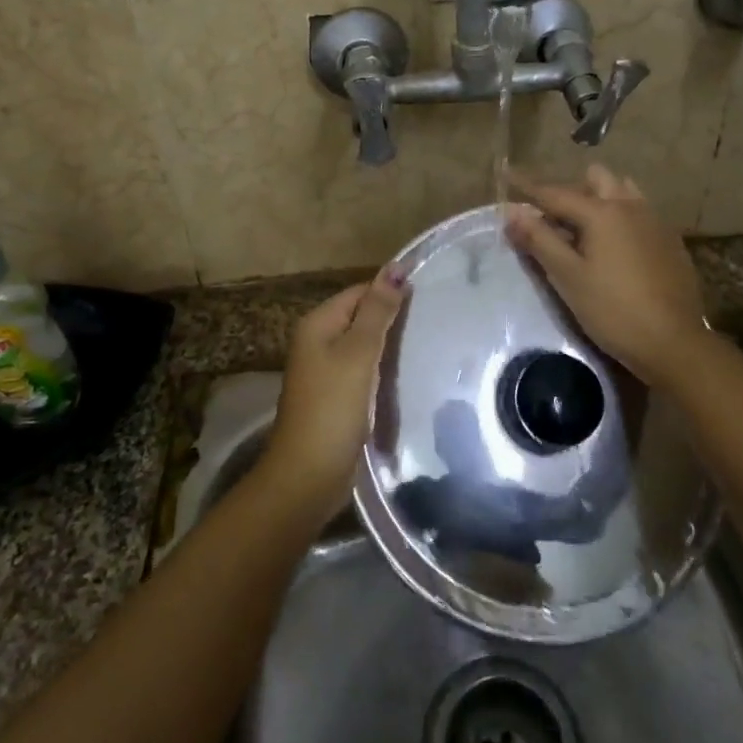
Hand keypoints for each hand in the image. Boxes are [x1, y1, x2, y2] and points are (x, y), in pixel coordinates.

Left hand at [261, 269, 406, 519]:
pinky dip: (383, 369)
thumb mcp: (359, 353)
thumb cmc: (333, 408)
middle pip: (361, 316)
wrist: (308, 476)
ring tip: (428, 344)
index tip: (429, 298)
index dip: (391, 292)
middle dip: (392, 319)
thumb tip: (396, 267)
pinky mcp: (336, 396)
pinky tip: (407, 374)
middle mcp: (317, 341)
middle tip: (433, 322)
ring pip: (364, 345)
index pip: (360, 292)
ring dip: (390, 345)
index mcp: (318, 324)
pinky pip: (363, 370)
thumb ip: (378, 310)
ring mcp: (325, 371)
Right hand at [504, 165, 710, 386]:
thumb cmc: (613, 310)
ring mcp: (655, 222)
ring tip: (585, 229)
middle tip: (552, 219)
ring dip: (600, 199)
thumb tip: (512, 212)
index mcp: (602, 212)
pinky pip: (640, 213)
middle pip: (595, 180)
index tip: (507, 173)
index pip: (555, 193)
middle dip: (571, 191)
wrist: (675, 343)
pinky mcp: (670, 241)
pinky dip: (621, 218)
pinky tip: (616, 247)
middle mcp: (630, 206)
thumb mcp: (568, 277)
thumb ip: (539, 240)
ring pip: (622, 192)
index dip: (528, 186)